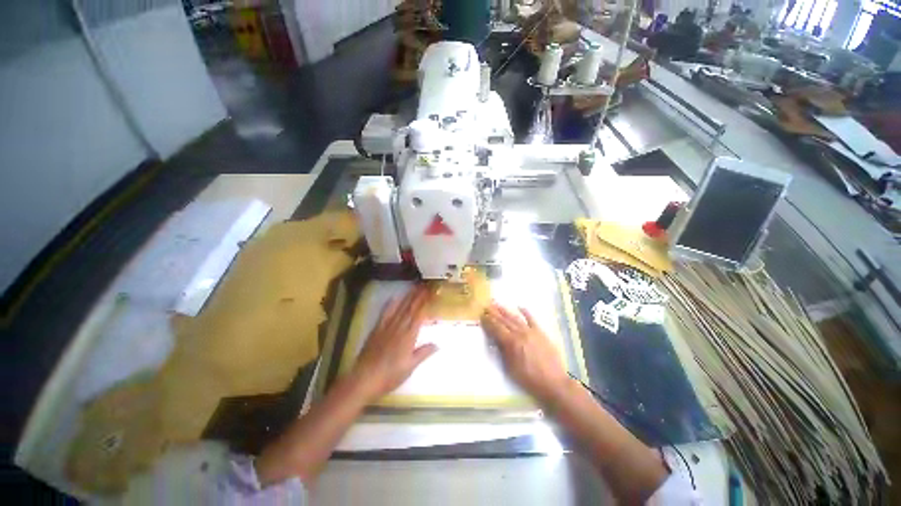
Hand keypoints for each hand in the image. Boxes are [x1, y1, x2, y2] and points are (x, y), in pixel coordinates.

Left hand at [352, 285, 437, 401]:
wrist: (364, 379)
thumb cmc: (390, 376)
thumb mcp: (410, 367)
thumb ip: (423, 353)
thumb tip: (438, 344)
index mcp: (409, 336)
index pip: (419, 315)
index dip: (425, 303)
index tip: (430, 293)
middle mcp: (399, 328)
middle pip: (410, 308)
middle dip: (417, 296)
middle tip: (423, 285)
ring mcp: (387, 327)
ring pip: (399, 308)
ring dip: (407, 297)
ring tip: (413, 287)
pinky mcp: (376, 329)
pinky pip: (385, 313)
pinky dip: (391, 304)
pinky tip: (394, 297)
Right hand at [482, 302, 569, 403]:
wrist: (554, 382)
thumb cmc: (529, 379)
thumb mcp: (510, 369)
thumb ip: (502, 352)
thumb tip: (495, 340)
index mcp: (511, 343)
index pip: (497, 329)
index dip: (489, 322)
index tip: (482, 315)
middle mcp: (520, 333)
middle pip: (505, 321)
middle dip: (495, 313)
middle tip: (487, 306)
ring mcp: (531, 332)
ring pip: (516, 318)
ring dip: (506, 311)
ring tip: (498, 304)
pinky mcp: (541, 333)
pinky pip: (532, 320)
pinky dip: (526, 313)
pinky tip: (520, 306)